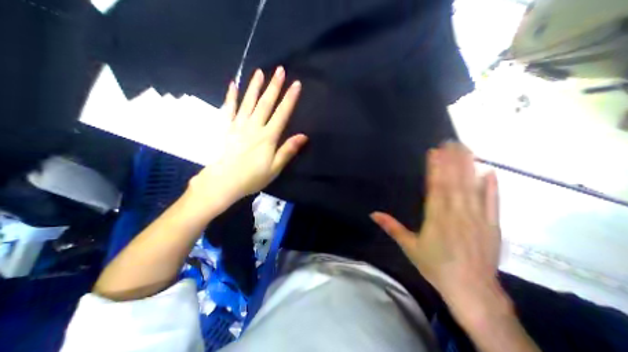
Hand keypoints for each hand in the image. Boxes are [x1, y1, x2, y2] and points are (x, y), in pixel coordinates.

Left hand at [190, 67, 308, 211]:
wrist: (224, 182)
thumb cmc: (253, 177)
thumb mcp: (275, 167)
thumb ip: (288, 150)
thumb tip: (303, 136)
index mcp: (268, 137)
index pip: (282, 114)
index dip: (290, 99)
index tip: (296, 84)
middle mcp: (254, 127)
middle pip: (266, 103)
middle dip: (274, 86)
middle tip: (279, 70)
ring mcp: (238, 125)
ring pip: (248, 102)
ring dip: (254, 86)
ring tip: (259, 72)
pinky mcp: (226, 128)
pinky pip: (229, 109)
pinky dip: (231, 96)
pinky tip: (232, 85)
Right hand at [372, 144, 501, 311]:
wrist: (471, 290)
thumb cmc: (435, 266)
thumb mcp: (409, 247)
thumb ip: (392, 227)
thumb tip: (373, 213)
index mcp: (436, 218)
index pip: (436, 187)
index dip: (435, 168)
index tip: (434, 152)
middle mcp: (457, 214)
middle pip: (454, 182)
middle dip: (452, 160)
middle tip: (451, 141)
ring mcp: (477, 218)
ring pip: (472, 188)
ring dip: (469, 167)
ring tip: (467, 149)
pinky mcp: (492, 225)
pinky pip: (492, 202)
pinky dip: (491, 186)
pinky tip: (490, 172)